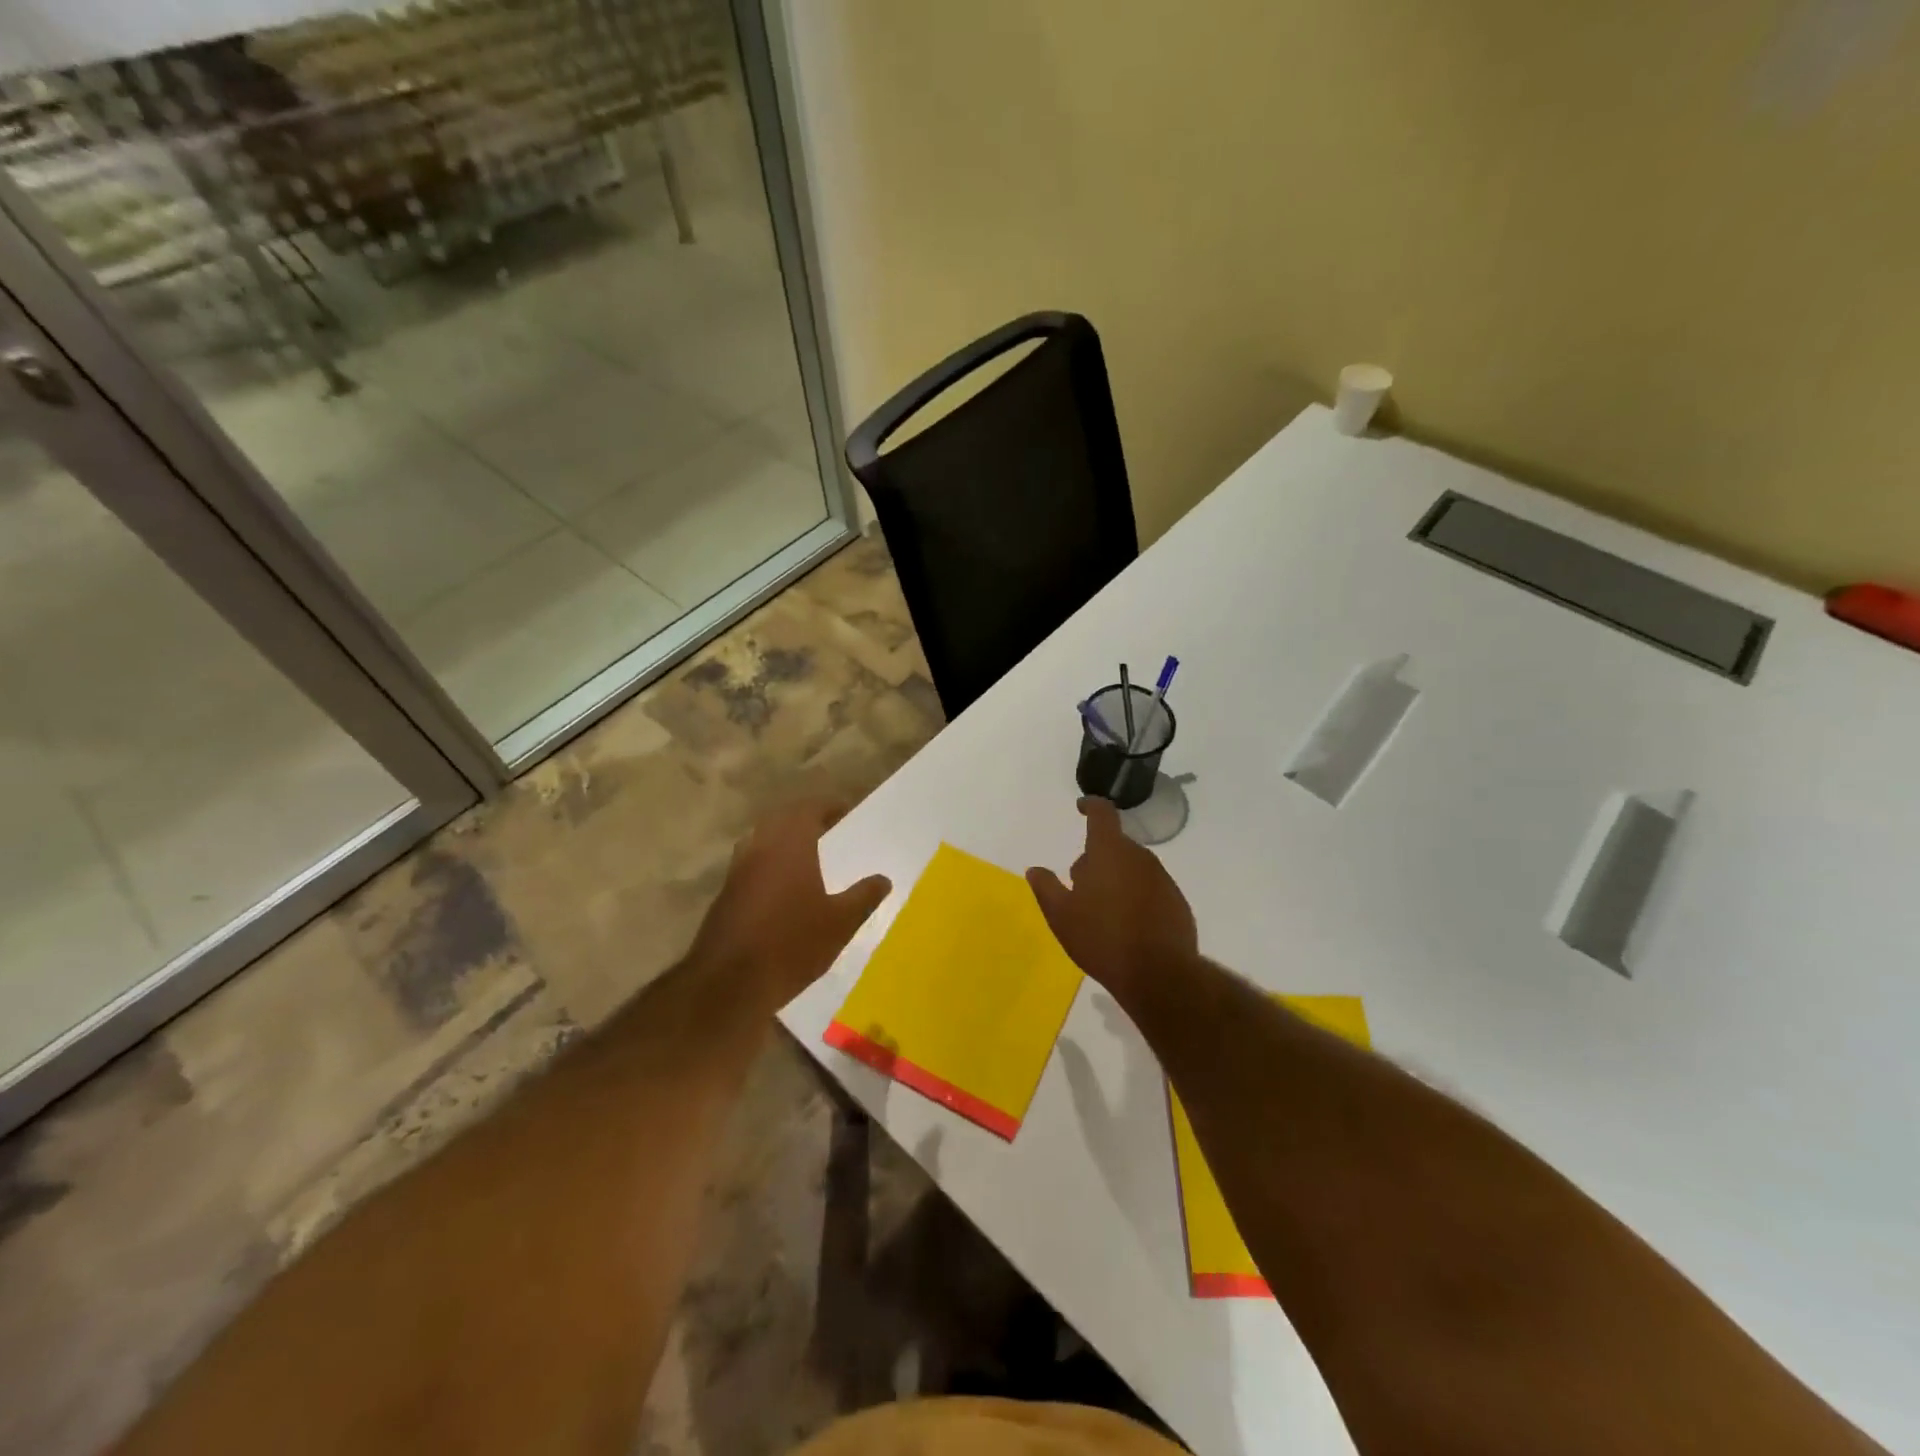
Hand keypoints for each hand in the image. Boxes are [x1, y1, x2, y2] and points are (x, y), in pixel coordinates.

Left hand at [690, 798, 891, 1013]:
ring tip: (807, 855)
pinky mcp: (725, 895)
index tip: (845, 809)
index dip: (828, 806)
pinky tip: (783, 887)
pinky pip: (750, 864)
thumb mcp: (840, 923)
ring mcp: (737, 872)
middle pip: (781, 820)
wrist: (728, 984)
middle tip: (828, 829)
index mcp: (790, 845)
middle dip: (804, 820)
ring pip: (761, 840)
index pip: (808, 809)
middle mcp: (759, 848)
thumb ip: (864, 896)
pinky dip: (768, 863)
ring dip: (783, 840)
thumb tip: (883, 879)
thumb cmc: (792, 944)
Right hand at [1026, 798, 1198, 1005]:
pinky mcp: (1177, 902)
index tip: (1081, 807)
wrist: (1159, 975)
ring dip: (1117, 878)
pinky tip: (1127, 925)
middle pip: (1115, 845)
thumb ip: (1046, 887)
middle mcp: (1140, 857)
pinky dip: (1136, 897)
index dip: (1091, 806)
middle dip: (1097, 857)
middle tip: (1080, 884)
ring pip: (1133, 868)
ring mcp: (1162, 879)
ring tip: (1102, 910)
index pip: (1103, 814)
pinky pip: (1150, 889)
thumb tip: (1035, 870)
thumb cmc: (1102, 939)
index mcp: (1109, 852)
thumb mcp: (1061, 916)